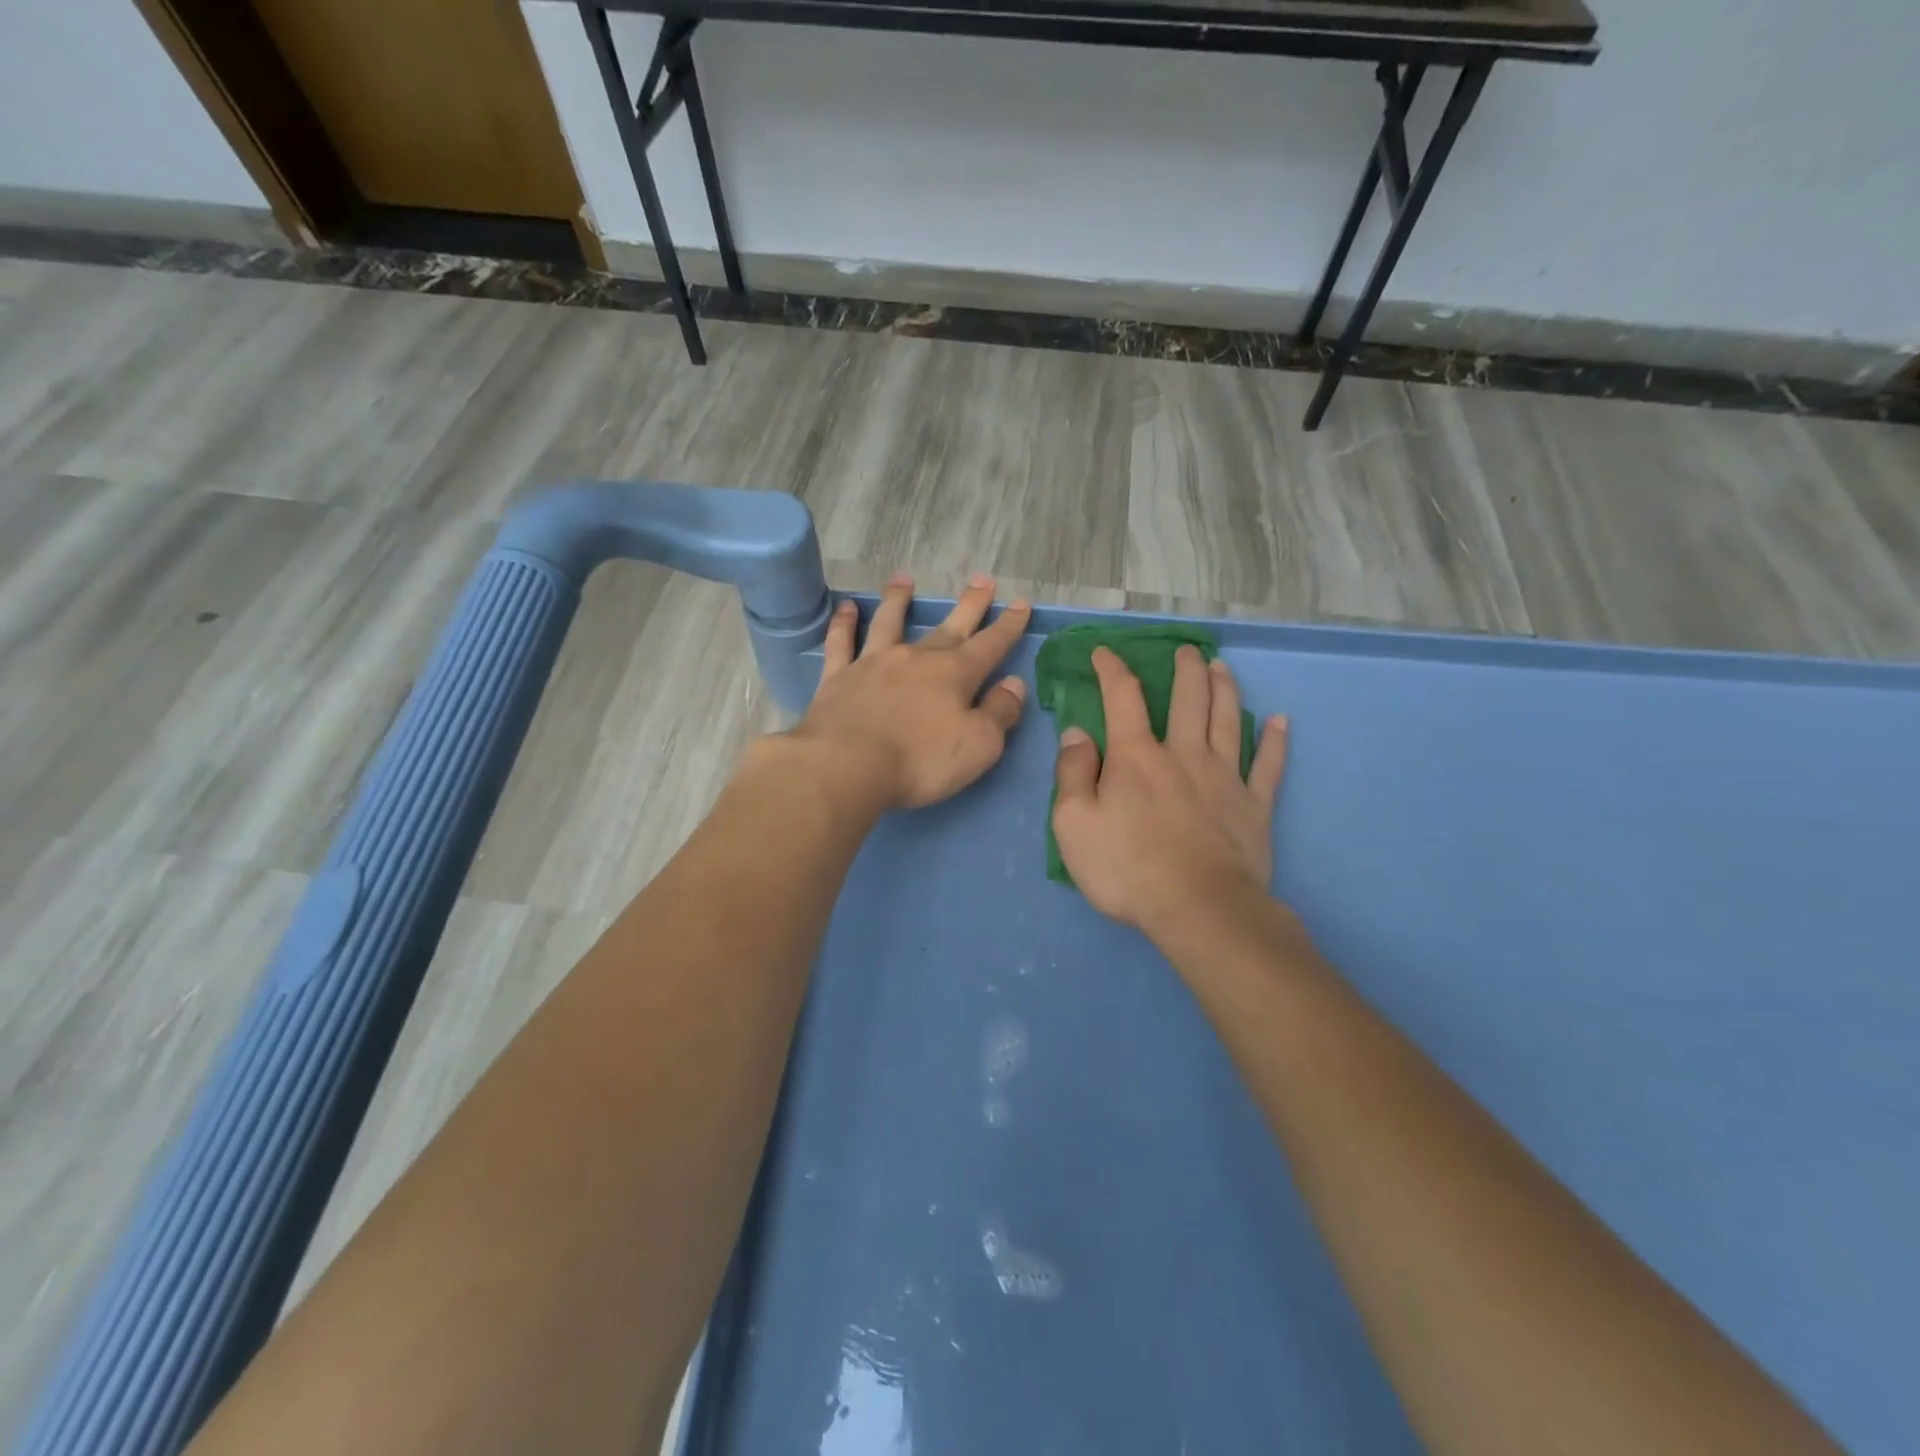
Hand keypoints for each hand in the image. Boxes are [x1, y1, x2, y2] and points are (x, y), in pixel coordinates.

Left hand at [786, 573, 1032, 809]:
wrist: (847, 766)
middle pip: (948, 627)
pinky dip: (844, 624)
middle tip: (982, 580)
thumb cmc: (920, 761)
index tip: (1021, 603)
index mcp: (954, 675)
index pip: (990, 645)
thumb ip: (1000, 712)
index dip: (1008, 625)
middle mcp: (916, 659)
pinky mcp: (838, 678)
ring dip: (898, 600)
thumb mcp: (979, 745)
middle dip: (969, 605)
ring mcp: (873, 664)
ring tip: (904, 579)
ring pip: (889, 623)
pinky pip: (841, 643)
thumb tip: (1014, 684)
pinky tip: (846, 608)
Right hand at [1053, 645, 1287, 937]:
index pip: (1122, 698)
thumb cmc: (1127, 868)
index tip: (1104, 651)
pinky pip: (1269, 765)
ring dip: (1226, 689)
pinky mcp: (1254, 806)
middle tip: (1187, 650)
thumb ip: (1072, 773)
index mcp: (1136, 757)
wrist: (1198, 908)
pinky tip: (1281, 722)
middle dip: (1186, 669)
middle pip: (1189, 699)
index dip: (1112, 669)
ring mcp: (1225, 778)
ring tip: (1222, 668)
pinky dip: (1275, 741)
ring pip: (1228, 720)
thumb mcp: (1073, 823)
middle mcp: (1183, 754)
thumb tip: (1076, 733)